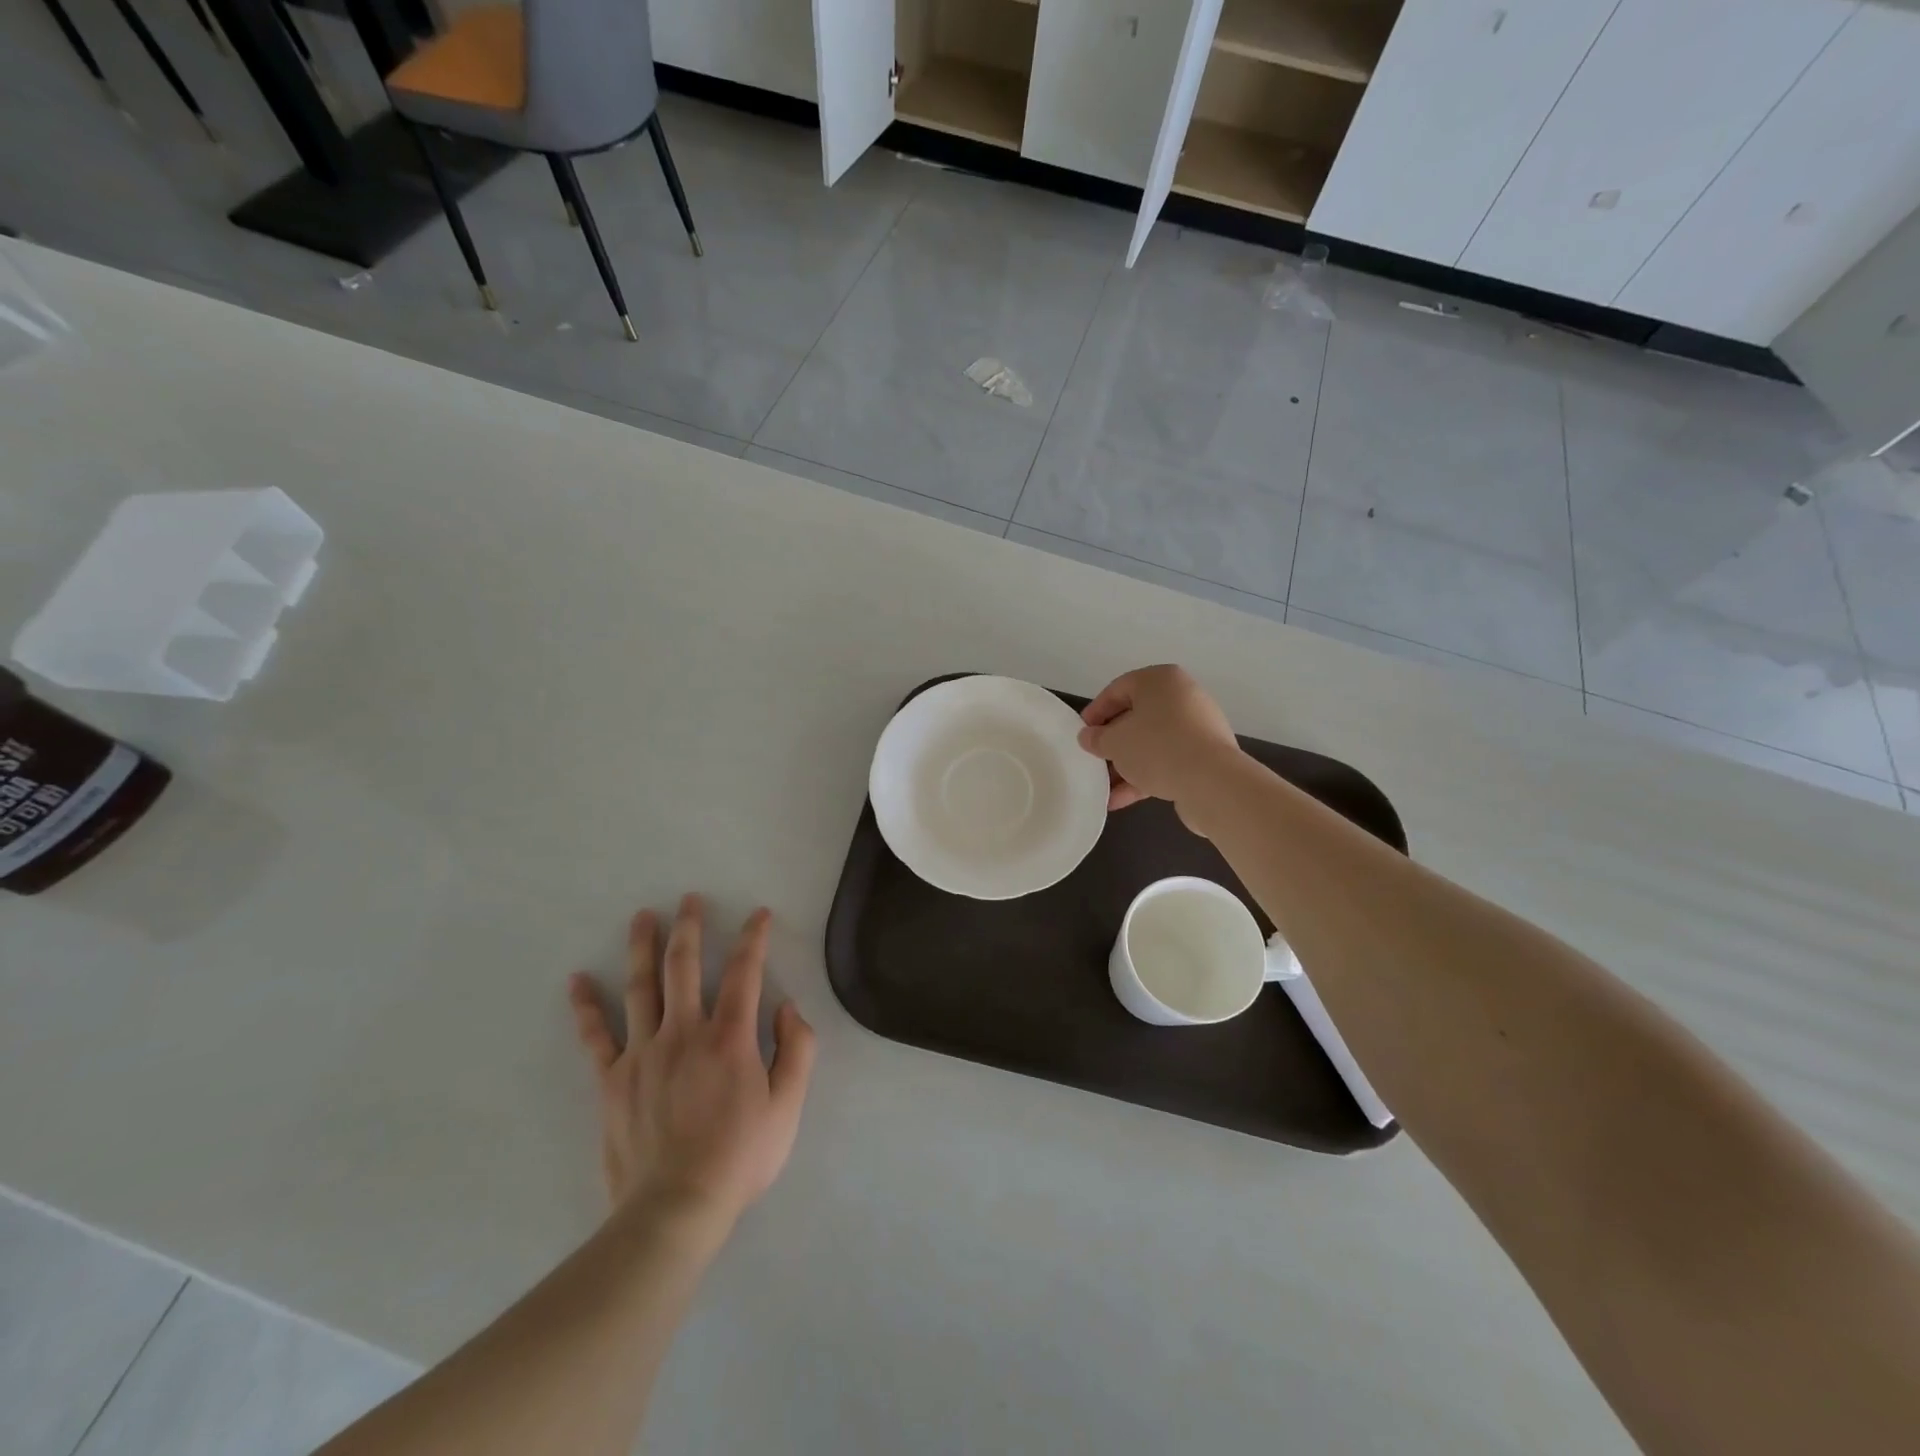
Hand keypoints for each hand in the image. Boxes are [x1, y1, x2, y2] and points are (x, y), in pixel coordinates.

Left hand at [567, 894, 816, 1230]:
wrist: (674, 1210)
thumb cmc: (739, 1158)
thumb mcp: (788, 1107)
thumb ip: (797, 1051)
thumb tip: (788, 1007)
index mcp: (730, 1037)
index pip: (745, 972)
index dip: (753, 939)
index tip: (758, 914)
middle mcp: (684, 1032)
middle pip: (685, 966)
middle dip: (690, 927)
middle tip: (689, 898)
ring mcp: (643, 1053)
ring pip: (641, 988)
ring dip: (642, 947)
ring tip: (642, 916)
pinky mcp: (612, 1080)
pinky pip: (596, 1036)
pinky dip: (585, 1007)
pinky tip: (577, 981)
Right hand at [1077, 664, 1242, 813]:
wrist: (1211, 782)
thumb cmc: (1156, 747)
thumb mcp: (1115, 742)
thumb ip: (1097, 738)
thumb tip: (1088, 737)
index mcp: (1160, 680)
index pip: (1118, 689)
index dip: (1095, 712)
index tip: (1081, 734)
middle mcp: (1182, 697)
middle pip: (1137, 717)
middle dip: (1113, 742)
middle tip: (1093, 759)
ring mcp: (1197, 728)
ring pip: (1152, 743)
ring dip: (1127, 765)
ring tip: (1104, 787)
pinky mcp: (1205, 756)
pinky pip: (1167, 761)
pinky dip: (1145, 777)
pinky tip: (1121, 800)